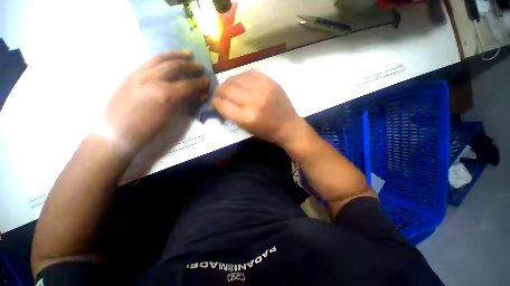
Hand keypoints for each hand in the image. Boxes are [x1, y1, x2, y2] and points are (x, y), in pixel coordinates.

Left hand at [102, 51, 209, 153]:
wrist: (114, 134)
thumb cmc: (140, 134)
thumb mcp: (163, 121)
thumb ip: (176, 104)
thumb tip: (187, 95)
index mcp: (163, 95)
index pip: (188, 85)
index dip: (199, 83)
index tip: (206, 81)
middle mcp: (153, 79)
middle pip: (177, 66)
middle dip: (191, 66)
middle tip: (199, 67)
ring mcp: (140, 73)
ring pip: (162, 58)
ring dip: (177, 55)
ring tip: (187, 54)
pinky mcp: (131, 73)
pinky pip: (150, 60)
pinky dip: (162, 57)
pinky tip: (167, 58)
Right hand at [212, 70, 302, 145]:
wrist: (288, 125)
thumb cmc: (266, 131)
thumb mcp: (245, 128)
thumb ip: (230, 113)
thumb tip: (218, 100)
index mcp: (246, 117)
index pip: (222, 104)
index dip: (214, 101)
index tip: (214, 101)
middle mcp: (253, 101)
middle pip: (227, 89)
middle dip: (219, 90)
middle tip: (219, 93)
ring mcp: (262, 89)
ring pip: (236, 78)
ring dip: (228, 82)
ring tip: (229, 86)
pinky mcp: (270, 81)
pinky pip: (249, 73)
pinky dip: (242, 76)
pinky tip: (242, 81)